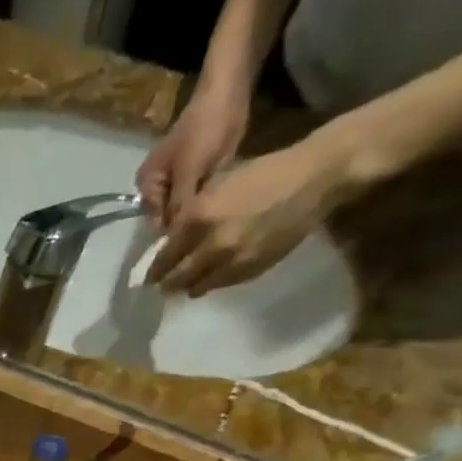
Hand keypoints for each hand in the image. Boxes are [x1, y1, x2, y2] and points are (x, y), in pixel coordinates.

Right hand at [136, 81, 249, 230]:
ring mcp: (176, 184)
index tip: (193, 244)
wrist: (228, 92)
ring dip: (198, 216)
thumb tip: (175, 240)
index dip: (173, 234)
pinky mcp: (195, 178)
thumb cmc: (204, 129)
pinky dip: (207, 205)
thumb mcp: (189, 172)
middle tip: (207, 234)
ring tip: (215, 224)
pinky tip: (220, 210)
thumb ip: (180, 206)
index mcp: (146, 186)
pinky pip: (198, 200)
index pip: (157, 223)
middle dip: (187, 225)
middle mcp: (157, 189)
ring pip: (185, 211)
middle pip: (170, 219)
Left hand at [144, 131, 360, 296]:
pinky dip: (211, 283)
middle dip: (166, 283)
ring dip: (188, 286)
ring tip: (185, 284)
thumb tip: (171, 239)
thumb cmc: (263, 174)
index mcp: (198, 217)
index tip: (148, 275)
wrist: (313, 179)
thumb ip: (192, 215)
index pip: (164, 256)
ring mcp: (231, 261)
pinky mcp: (249, 271)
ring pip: (196, 287)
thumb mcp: (218, 187)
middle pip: (176, 278)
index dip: (154, 268)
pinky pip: (220, 285)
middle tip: (162, 285)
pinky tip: (211, 277)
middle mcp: (211, 244)